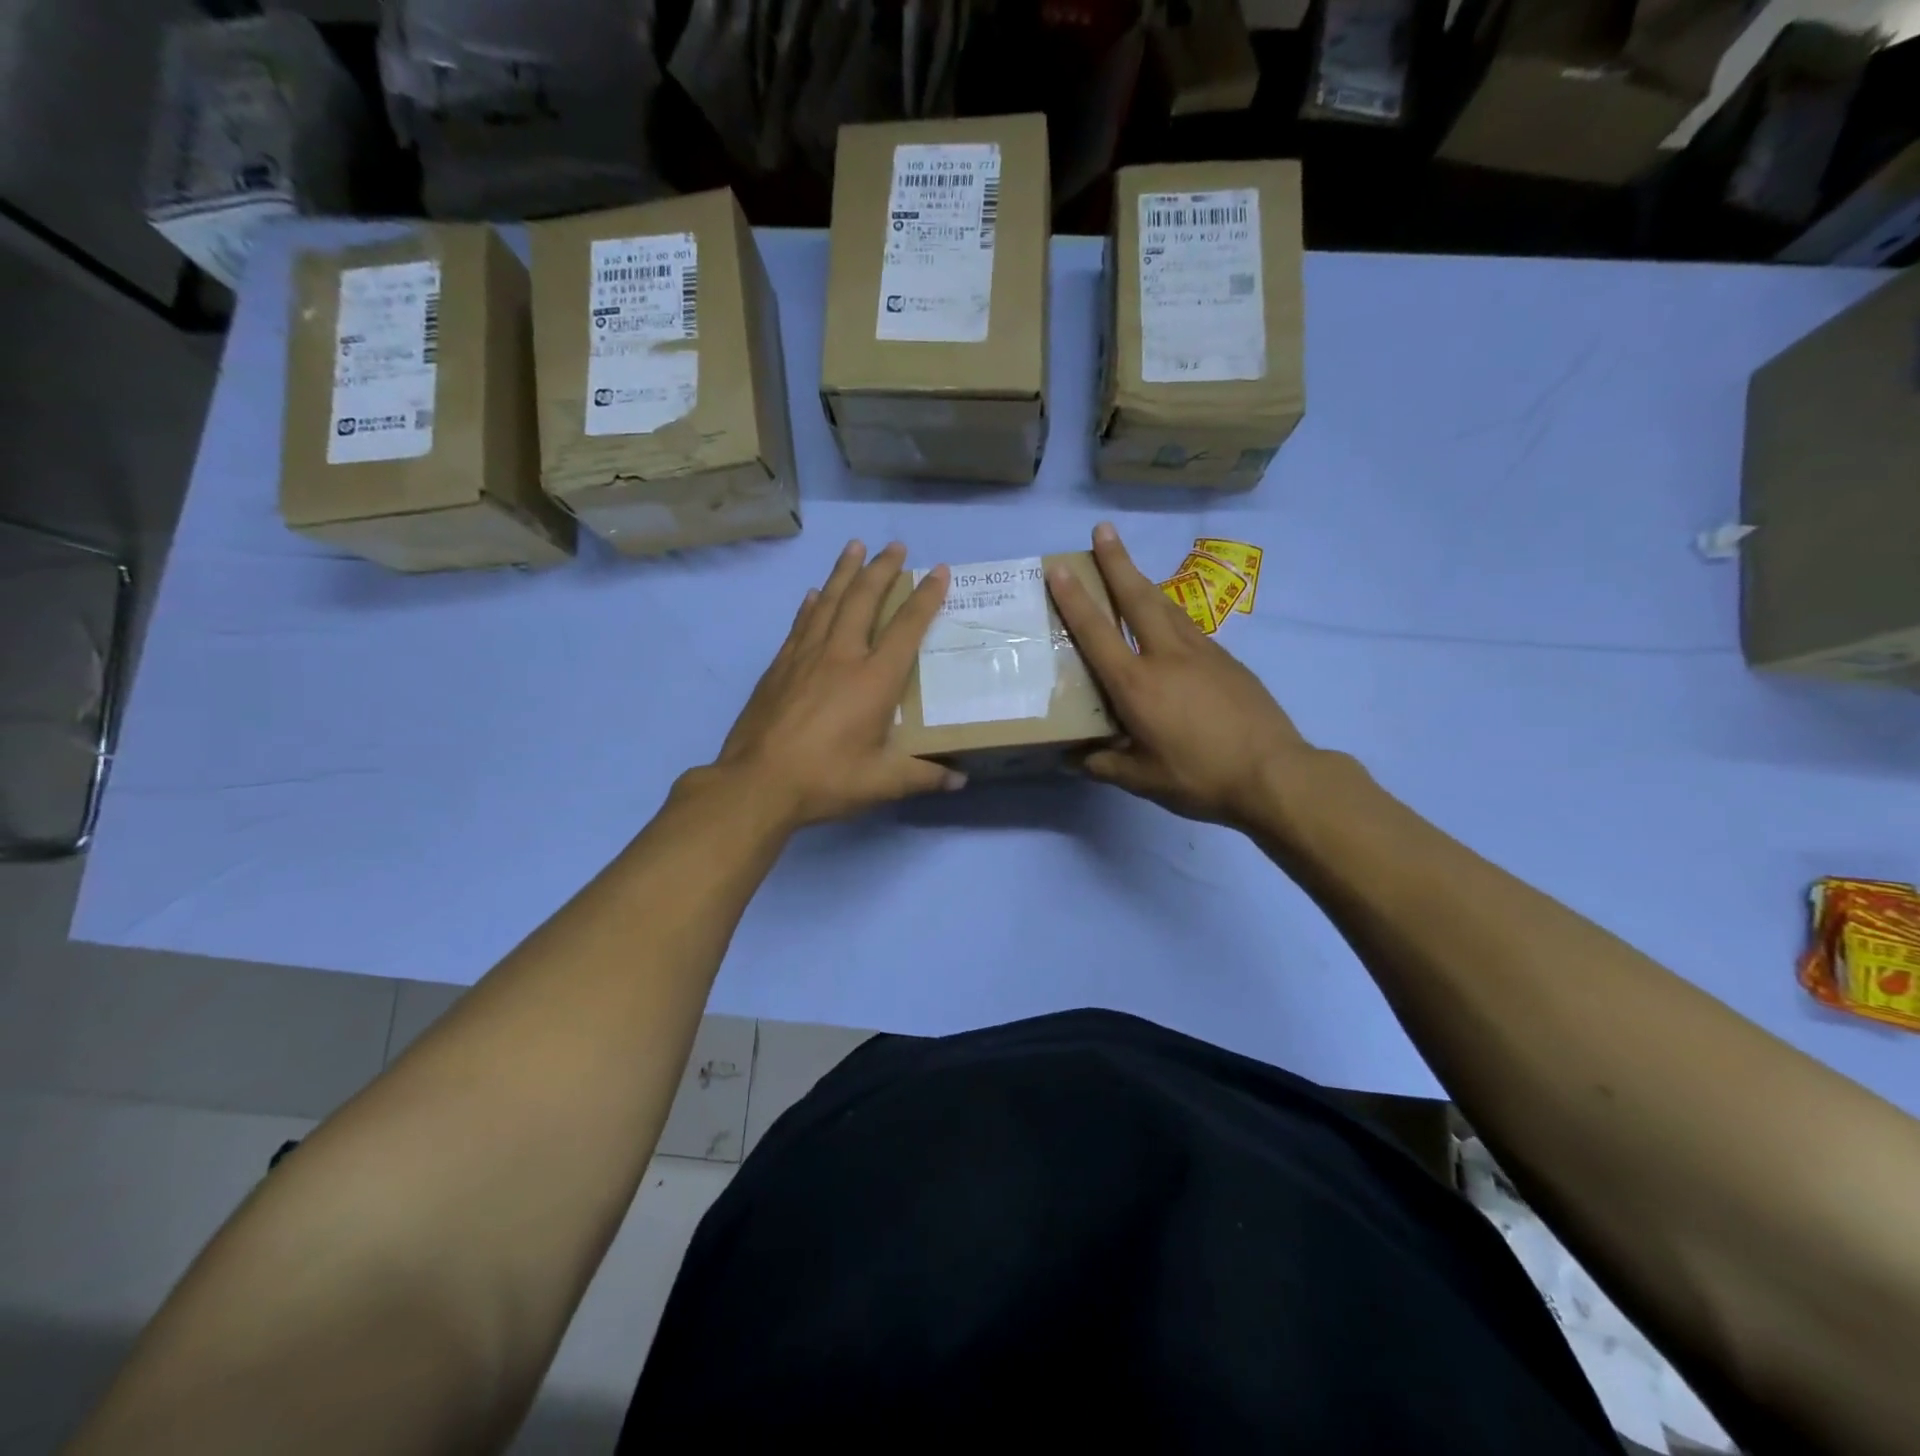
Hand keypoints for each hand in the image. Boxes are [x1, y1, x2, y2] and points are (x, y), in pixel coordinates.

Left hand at [708, 540, 963, 829]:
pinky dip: (811, 604)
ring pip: (829, 601)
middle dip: (882, 569)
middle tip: (895, 546)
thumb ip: (922, 776)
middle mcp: (841, 656)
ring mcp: (805, 657)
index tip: (939, 571)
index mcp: (873, 680)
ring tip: (855, 546)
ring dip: (845, 572)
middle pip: (864, 599)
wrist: (756, 783)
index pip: (906, 627)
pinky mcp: (779, 666)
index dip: (925, 597)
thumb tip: (960, 781)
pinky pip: (800, 623)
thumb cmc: (825, 780)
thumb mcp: (881, 783)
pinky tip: (814, 594)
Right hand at [1046, 522, 1319, 829]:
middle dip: (1117, 561)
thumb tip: (1073, 759)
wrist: (1274, 774)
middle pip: (1137, 597)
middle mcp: (1166, 656)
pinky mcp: (1228, 661)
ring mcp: (1202, 653)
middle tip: (1103, 529)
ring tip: (1129, 568)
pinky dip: (1169, 614)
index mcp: (1136, 684)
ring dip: (1143, 582)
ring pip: (1166, 607)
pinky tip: (1168, 623)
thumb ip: (1104, 764)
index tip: (1058, 567)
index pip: (1096, 632)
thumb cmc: (1199, 777)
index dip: (1074, 598)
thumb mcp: (1142, 780)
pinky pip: (1189, 628)